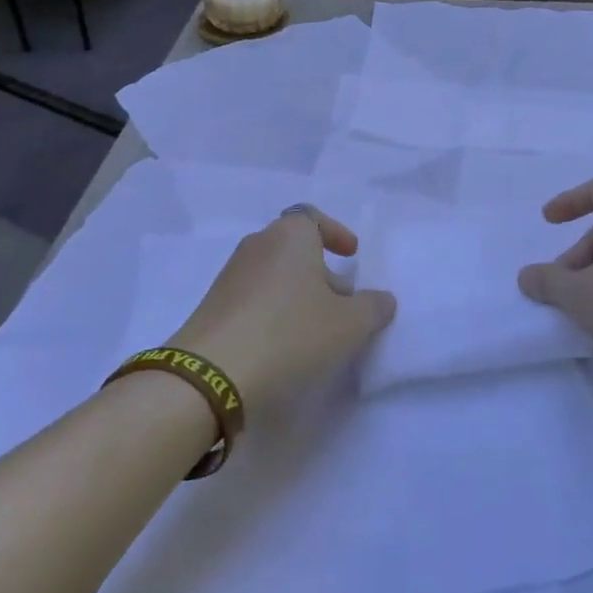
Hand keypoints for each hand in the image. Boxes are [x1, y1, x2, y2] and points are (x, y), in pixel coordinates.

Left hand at [170, 209, 395, 415]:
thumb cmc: (291, 335)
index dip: (334, 233)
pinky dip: (274, 312)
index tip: (351, 255)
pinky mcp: (213, 306)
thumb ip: (373, 307)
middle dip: (322, 272)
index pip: (312, 217)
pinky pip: (254, 299)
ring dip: (298, 295)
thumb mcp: (350, 325)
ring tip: (317, 331)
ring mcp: (230, 276)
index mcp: (290, 236)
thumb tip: (380, 299)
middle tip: (343, 304)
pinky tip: (284, 345)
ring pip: (275, 275)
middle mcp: (257, 245)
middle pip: (295, 248)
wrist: (211, 375)